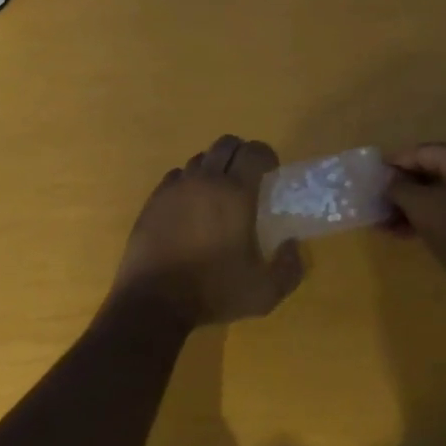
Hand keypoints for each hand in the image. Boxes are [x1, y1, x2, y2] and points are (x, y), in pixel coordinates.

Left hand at [110, 135, 304, 329]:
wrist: (153, 301)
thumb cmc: (213, 291)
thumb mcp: (264, 293)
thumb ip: (289, 268)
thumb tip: (292, 245)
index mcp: (236, 193)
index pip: (254, 151)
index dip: (266, 156)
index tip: (271, 172)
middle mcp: (206, 180)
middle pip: (226, 144)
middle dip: (241, 153)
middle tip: (248, 177)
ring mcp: (176, 187)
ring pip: (200, 159)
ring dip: (214, 168)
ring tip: (218, 193)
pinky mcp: (154, 199)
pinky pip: (176, 176)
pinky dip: (188, 183)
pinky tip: (190, 206)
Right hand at [385, 143, 445, 282]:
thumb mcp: (422, 207)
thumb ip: (399, 187)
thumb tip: (387, 177)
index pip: (420, 152)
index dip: (392, 167)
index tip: (370, 183)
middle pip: (431, 172)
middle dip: (402, 191)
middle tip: (377, 207)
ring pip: (441, 195)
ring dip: (413, 208)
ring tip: (387, 226)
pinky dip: (431, 219)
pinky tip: (408, 234)